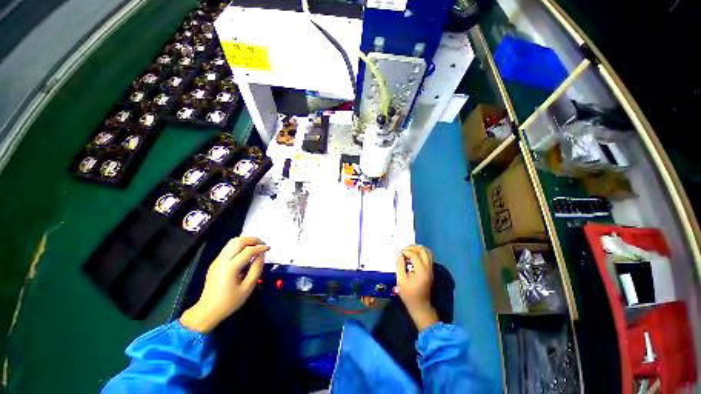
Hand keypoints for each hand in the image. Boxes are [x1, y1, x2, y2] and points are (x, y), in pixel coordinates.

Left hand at [180, 237, 268, 333]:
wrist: (207, 311)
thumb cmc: (229, 302)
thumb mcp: (247, 288)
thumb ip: (256, 269)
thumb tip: (261, 256)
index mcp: (230, 268)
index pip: (248, 251)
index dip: (260, 248)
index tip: (269, 248)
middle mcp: (222, 260)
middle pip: (238, 241)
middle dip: (253, 240)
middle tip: (263, 245)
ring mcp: (217, 260)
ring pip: (232, 242)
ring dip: (246, 241)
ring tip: (256, 246)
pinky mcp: (215, 262)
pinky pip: (229, 247)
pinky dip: (240, 245)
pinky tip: (246, 253)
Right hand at [395, 245, 438, 330]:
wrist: (420, 307)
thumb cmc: (409, 295)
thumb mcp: (401, 280)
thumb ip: (400, 265)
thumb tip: (399, 253)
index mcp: (421, 271)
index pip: (415, 255)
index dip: (406, 251)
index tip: (399, 252)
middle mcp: (428, 269)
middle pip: (423, 251)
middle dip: (413, 247)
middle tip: (404, 249)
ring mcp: (431, 270)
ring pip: (427, 252)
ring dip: (418, 249)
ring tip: (408, 251)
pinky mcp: (430, 271)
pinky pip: (428, 257)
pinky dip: (420, 253)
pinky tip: (412, 256)